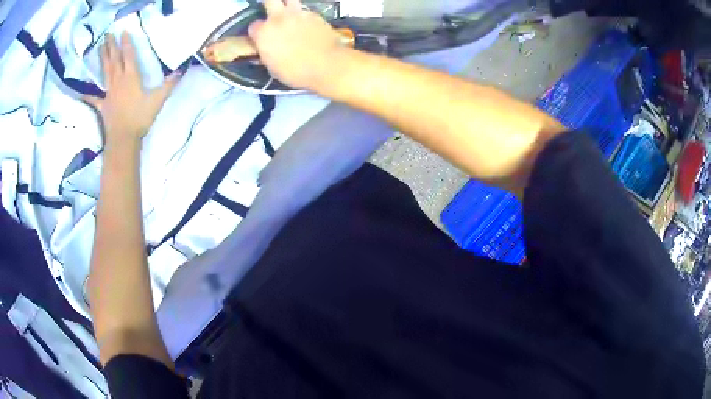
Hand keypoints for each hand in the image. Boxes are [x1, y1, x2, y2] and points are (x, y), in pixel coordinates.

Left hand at [84, 32, 180, 147]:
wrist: (123, 138)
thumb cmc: (140, 118)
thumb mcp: (158, 100)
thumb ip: (169, 85)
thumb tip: (181, 71)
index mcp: (131, 77)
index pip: (128, 55)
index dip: (127, 42)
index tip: (124, 31)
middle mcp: (118, 81)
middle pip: (114, 60)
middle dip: (111, 46)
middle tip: (108, 34)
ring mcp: (109, 93)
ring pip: (105, 71)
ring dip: (103, 58)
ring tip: (100, 46)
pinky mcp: (103, 105)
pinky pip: (94, 99)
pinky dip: (88, 96)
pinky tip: (82, 93)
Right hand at [248, 0, 342, 89]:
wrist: (326, 65)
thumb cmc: (296, 72)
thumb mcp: (273, 68)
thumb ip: (267, 53)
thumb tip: (266, 50)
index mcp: (264, 33)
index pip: (253, 26)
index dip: (257, 32)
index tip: (261, 37)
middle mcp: (278, 18)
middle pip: (270, 0)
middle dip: (269, 4)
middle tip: (272, 12)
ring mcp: (297, 14)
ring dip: (287, 4)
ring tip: (289, 13)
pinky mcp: (314, 15)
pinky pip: (306, 11)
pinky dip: (304, 16)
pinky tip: (307, 25)